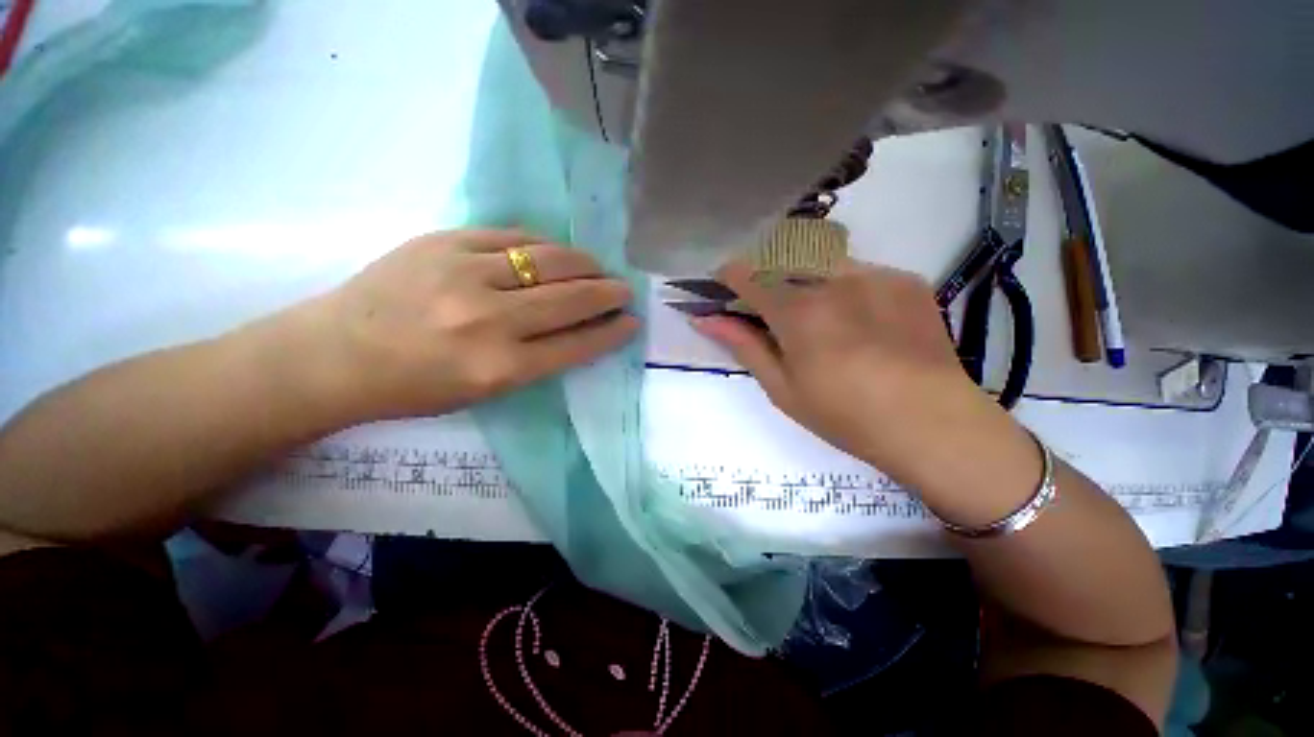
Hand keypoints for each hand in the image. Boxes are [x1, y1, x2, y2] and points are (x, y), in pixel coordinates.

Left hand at [290, 230, 637, 421]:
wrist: (334, 354)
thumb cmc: (414, 387)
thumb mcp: (484, 391)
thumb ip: (538, 360)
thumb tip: (579, 329)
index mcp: (500, 369)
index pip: (577, 344)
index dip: (611, 332)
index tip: (632, 322)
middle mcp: (489, 321)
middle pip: (571, 299)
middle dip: (608, 294)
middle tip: (624, 290)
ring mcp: (465, 273)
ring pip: (549, 260)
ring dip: (585, 264)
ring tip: (598, 268)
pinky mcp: (444, 241)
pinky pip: (512, 236)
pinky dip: (544, 245)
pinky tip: (557, 252)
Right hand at [692, 259, 1033, 492]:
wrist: (933, 424)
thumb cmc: (844, 415)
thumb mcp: (782, 387)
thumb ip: (743, 345)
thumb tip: (705, 320)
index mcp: (798, 311)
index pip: (748, 272)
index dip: (728, 275)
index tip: (721, 286)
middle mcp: (834, 279)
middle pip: (782, 258)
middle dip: (764, 277)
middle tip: (766, 309)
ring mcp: (875, 274)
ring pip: (820, 260)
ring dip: (802, 279)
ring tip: (815, 317)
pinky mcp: (905, 279)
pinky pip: (857, 270)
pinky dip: (841, 286)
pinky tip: (855, 320)